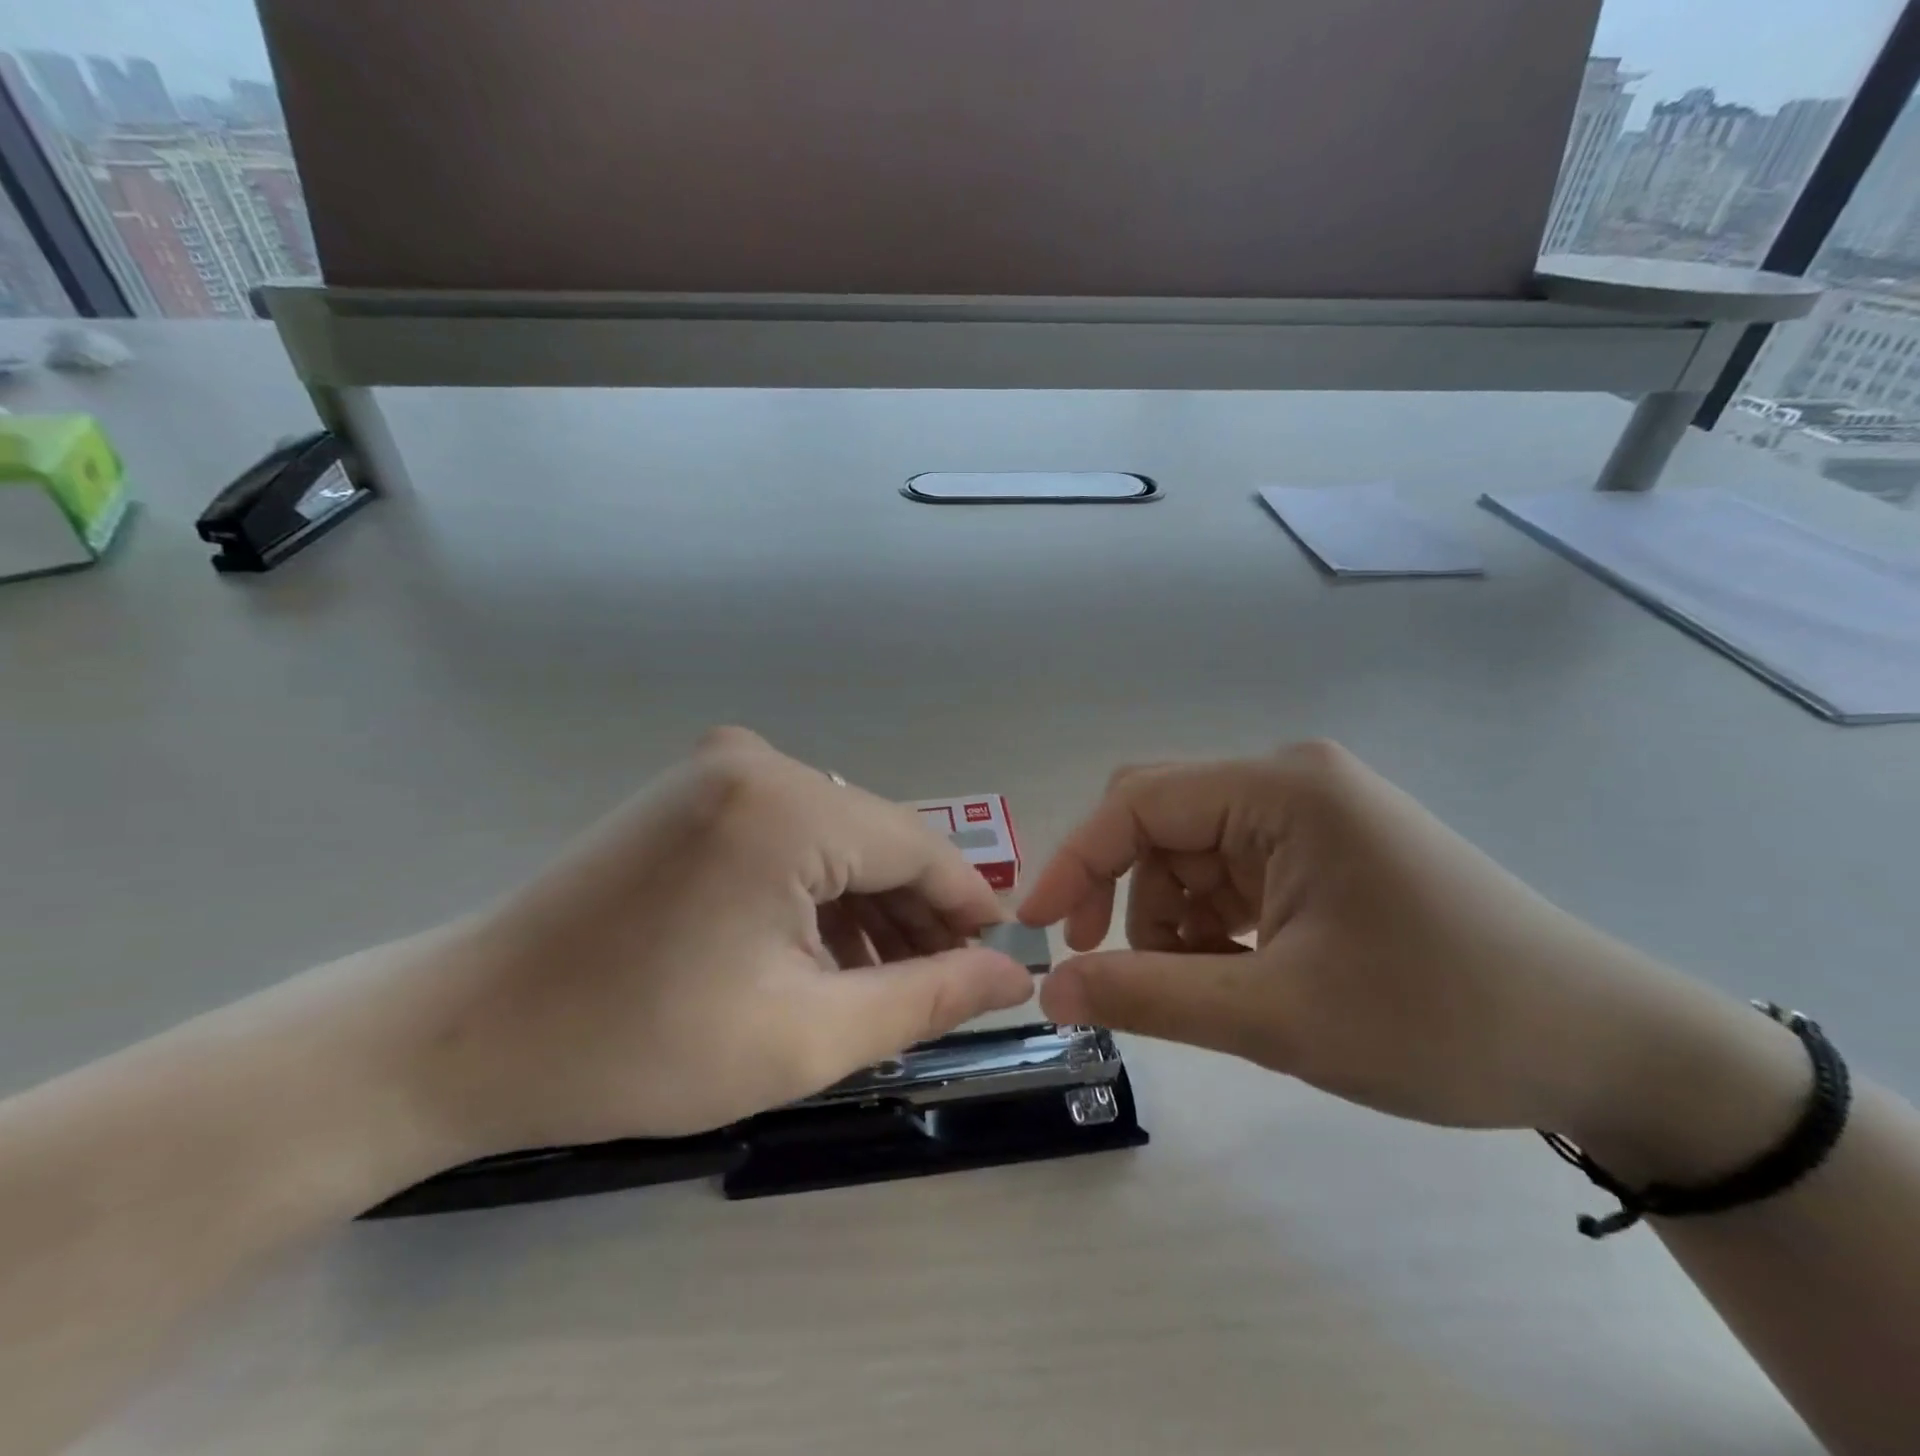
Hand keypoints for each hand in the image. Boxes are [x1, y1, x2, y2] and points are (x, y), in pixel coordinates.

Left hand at [389, 728, 1032, 1158]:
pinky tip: (823, 950)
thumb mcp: (804, 1035)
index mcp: (788, 807)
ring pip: (835, 837)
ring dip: (867, 906)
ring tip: (886, 982)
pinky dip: (817, 889)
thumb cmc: (637, 1046)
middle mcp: (760, 763)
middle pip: (877, 839)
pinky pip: (789, 833)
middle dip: (916, 915)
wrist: (467, 1031)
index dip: (969, 907)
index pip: (919, 847)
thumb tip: (1010, 975)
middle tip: (946, 987)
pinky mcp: (693, 791)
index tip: (1001, 961)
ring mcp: (719, 770)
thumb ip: (926, 997)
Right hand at [1020, 742, 1805, 1168]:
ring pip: (1192, 853)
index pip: (1137, 802)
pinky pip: (1233, 871)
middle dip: (1123, 893)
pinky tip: (1241, 973)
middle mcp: (1289, 781)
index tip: (1037, 930)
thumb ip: (1149, 996)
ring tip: (1206, 989)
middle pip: (1161, 821)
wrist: (1607, 1049)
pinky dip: (1214, 922)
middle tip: (1110, 971)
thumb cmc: (1441, 1021)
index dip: (1074, 862)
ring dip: (1173, 918)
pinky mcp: (1327, 847)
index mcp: (1279, 790)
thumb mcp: (1277, 1016)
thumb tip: (1050, 992)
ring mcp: (1311, 813)